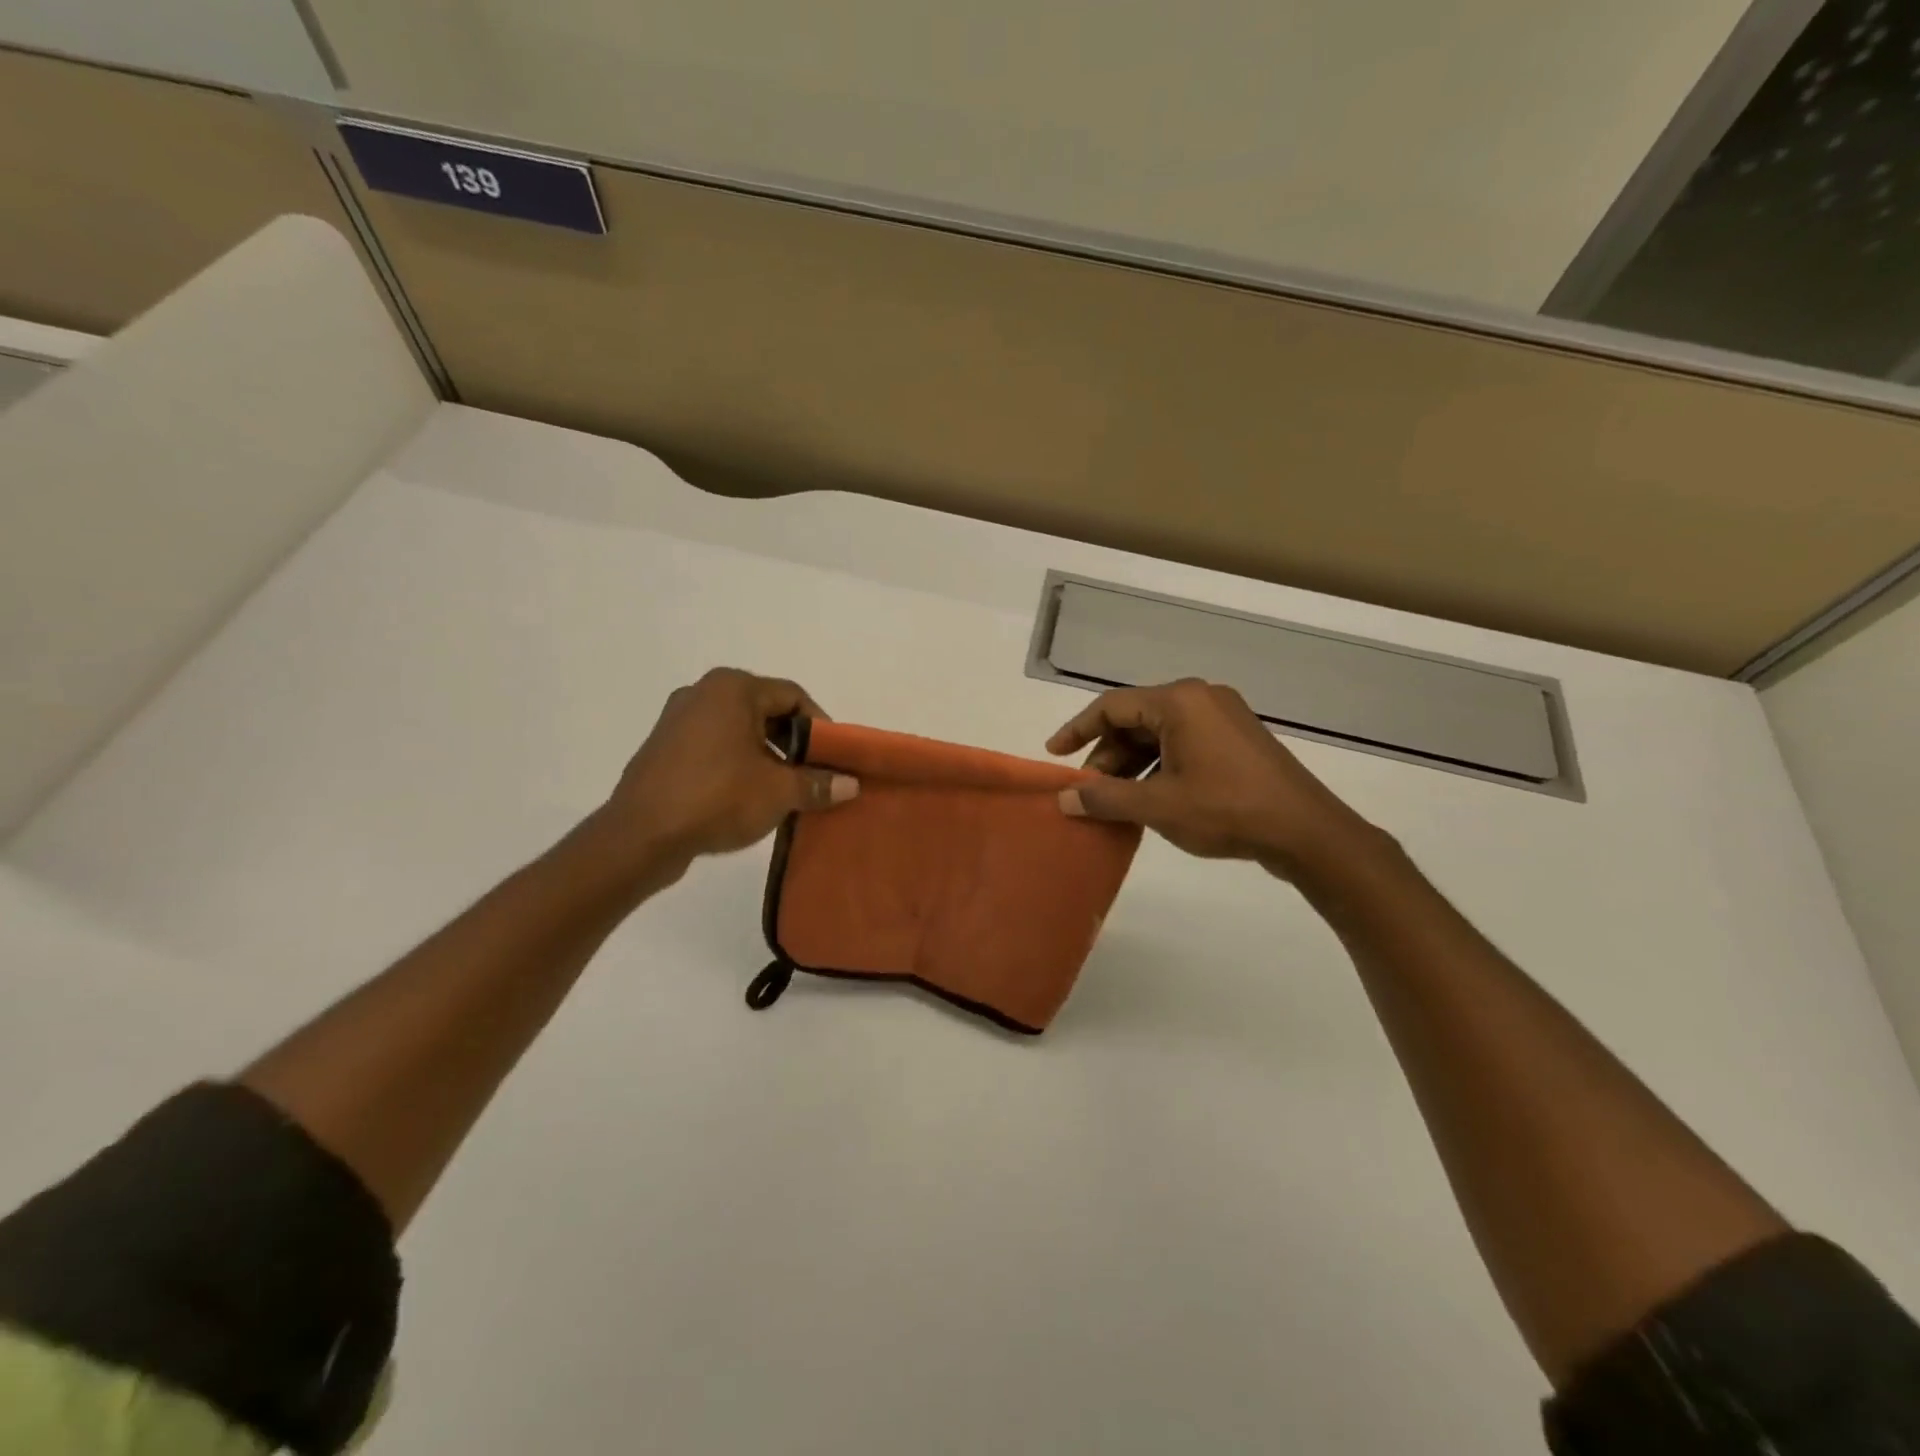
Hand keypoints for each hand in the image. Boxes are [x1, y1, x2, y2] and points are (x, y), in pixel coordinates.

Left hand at [602, 669, 857, 878]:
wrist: (640, 836)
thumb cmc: (716, 798)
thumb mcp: (778, 792)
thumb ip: (818, 784)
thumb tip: (851, 784)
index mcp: (733, 688)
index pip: (793, 696)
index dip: (820, 727)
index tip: (833, 759)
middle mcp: (703, 692)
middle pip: (766, 710)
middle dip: (793, 742)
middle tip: (812, 774)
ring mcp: (677, 718)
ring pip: (739, 729)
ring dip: (766, 755)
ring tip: (782, 789)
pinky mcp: (663, 746)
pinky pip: (713, 745)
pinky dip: (736, 762)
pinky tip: (745, 795)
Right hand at [1046, 679, 1374, 878]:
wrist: (1306, 831)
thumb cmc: (1227, 809)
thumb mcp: (1158, 806)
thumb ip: (1106, 798)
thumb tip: (1064, 798)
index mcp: (1179, 701)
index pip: (1111, 706)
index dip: (1077, 730)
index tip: (1054, 754)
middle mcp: (1200, 698)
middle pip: (1135, 718)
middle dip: (1107, 754)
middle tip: (1088, 790)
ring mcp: (1223, 717)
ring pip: (1160, 733)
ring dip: (1132, 764)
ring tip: (1116, 800)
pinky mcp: (1237, 739)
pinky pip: (1184, 743)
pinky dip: (1159, 766)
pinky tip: (1150, 798)